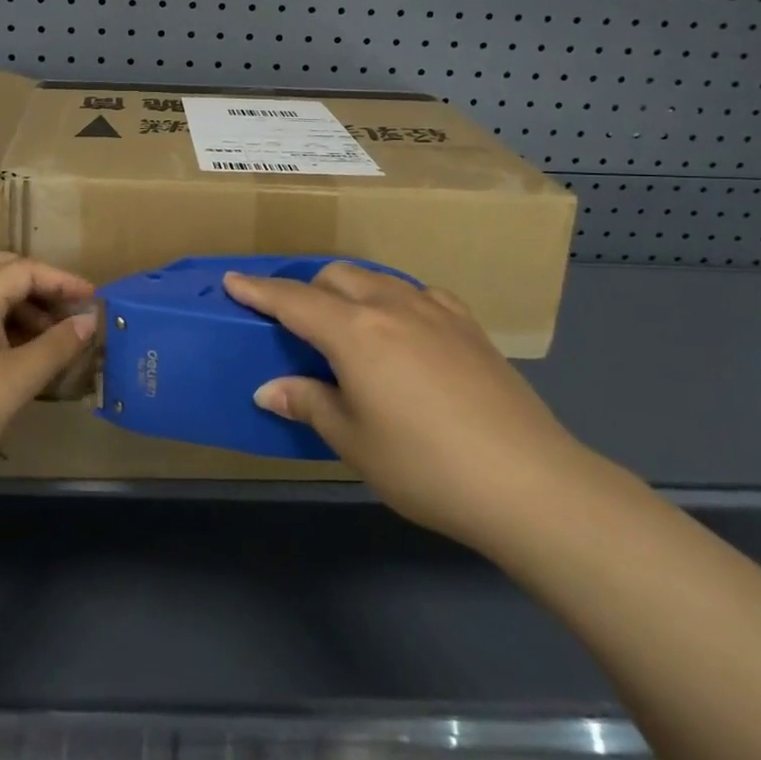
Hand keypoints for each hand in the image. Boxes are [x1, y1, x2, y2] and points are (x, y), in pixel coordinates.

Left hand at [0, 253, 96, 504]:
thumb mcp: (19, 380)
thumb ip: (57, 346)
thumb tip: (90, 321)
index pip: (23, 270)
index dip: (62, 280)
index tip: (94, 300)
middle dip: (37, 282)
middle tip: (66, 306)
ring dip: (23, 307)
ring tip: (54, 338)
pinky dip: (6, 328)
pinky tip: (25, 357)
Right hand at [225, 263, 590, 547]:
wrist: (527, 481)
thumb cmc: (424, 466)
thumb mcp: (353, 442)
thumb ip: (309, 404)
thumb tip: (268, 390)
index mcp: (354, 332)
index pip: (293, 300)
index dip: (259, 290)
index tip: (233, 280)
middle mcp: (391, 305)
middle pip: (336, 277)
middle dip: (307, 289)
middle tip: (296, 322)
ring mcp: (435, 310)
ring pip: (377, 280)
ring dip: (350, 291)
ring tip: (347, 325)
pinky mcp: (468, 324)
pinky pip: (418, 294)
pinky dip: (395, 301)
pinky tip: (403, 330)